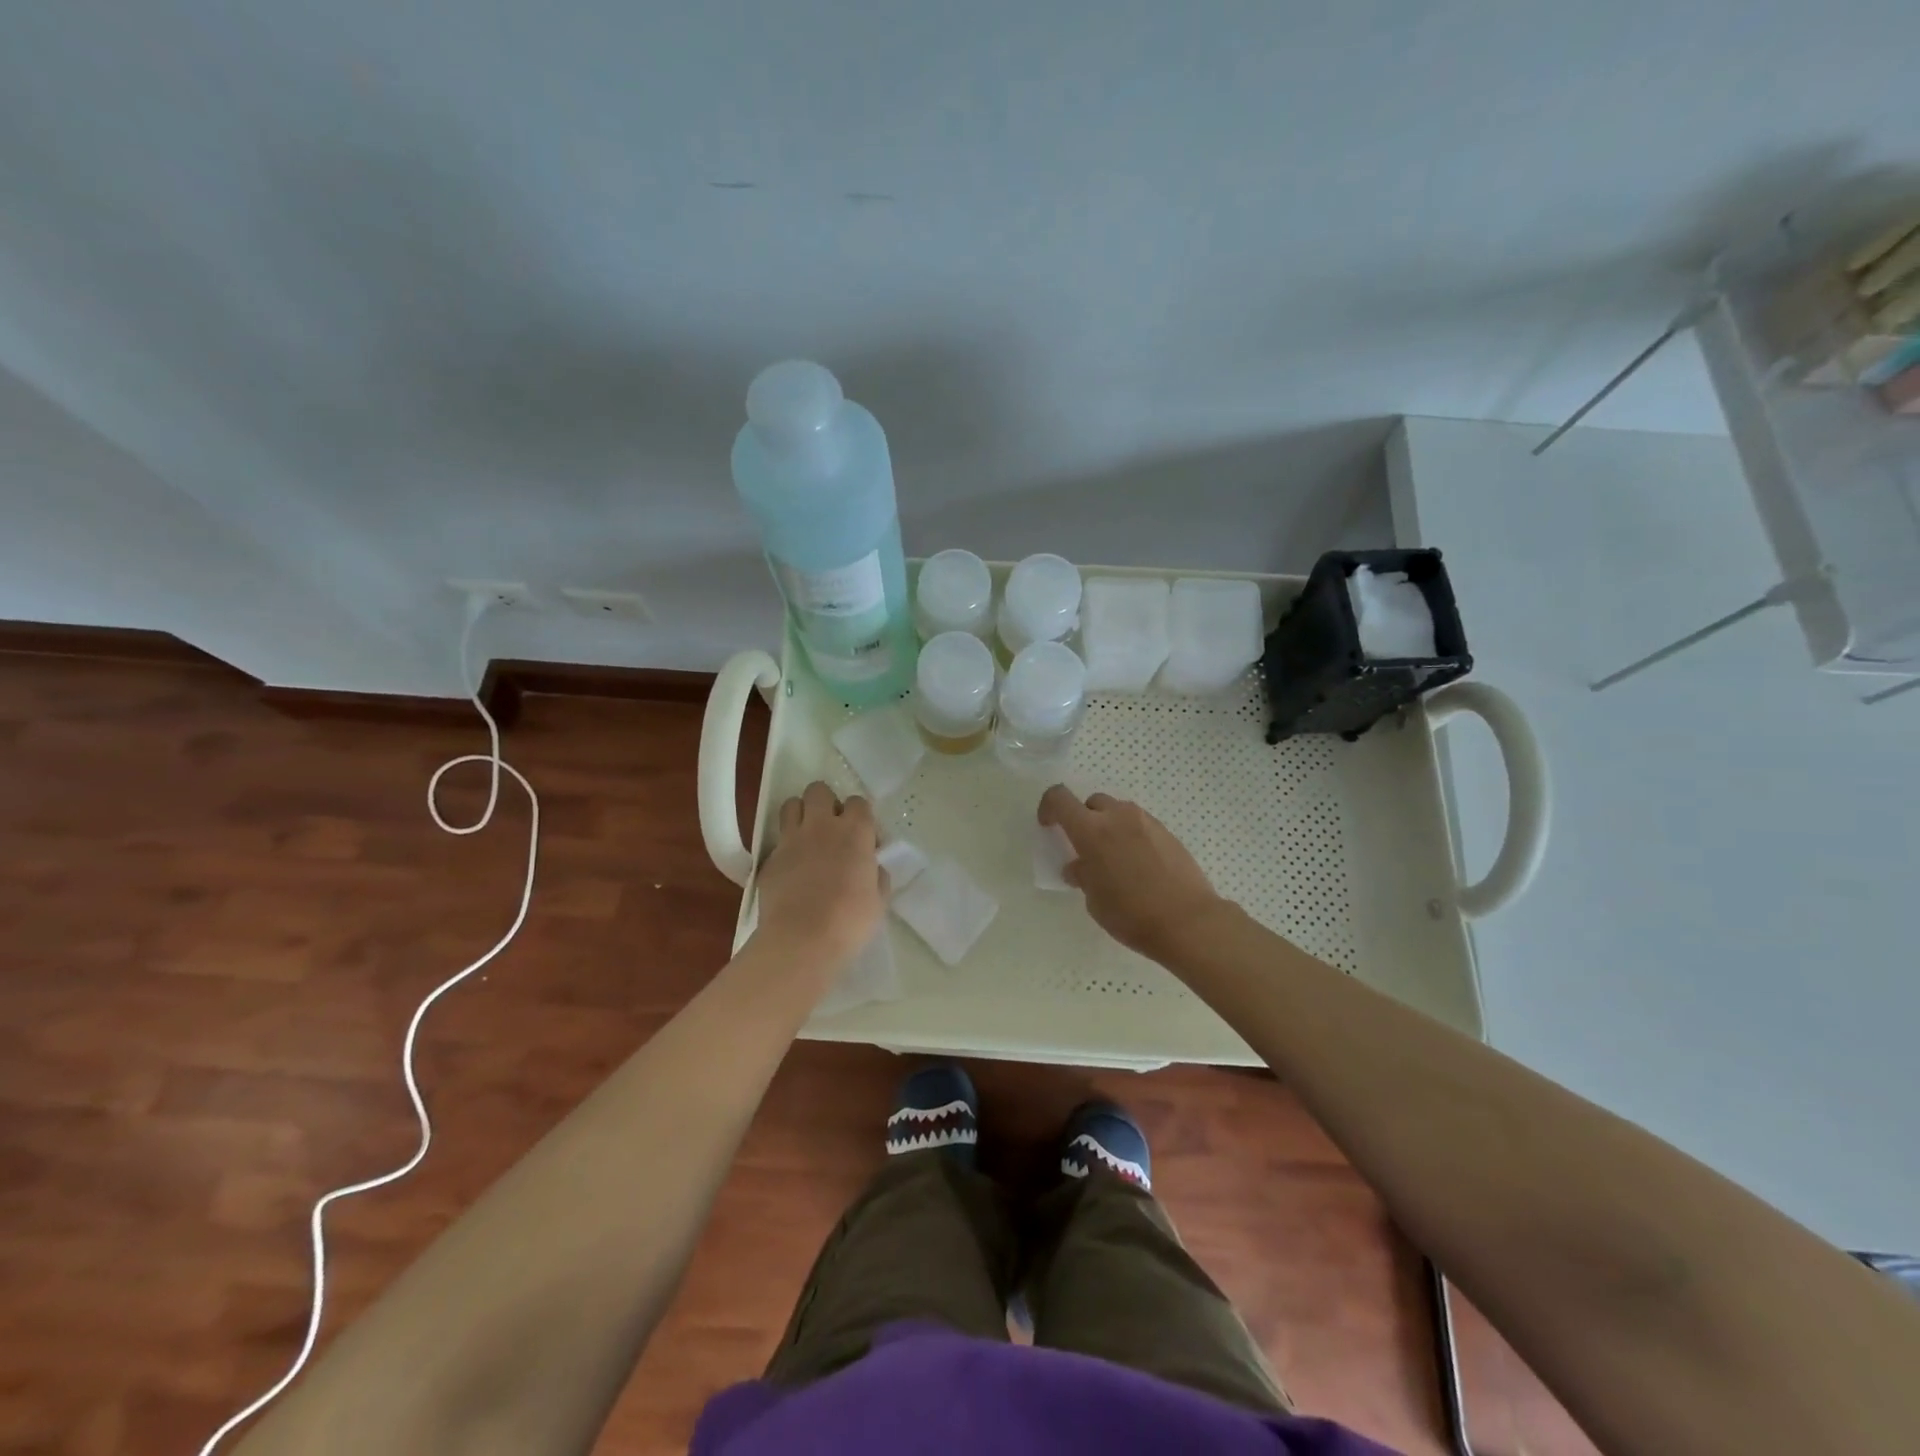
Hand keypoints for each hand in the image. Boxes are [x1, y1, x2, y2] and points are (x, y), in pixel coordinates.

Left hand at [754, 782, 886, 973]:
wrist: (800, 940)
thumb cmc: (849, 921)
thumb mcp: (878, 900)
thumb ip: (877, 875)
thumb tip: (872, 866)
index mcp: (854, 832)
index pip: (859, 802)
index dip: (861, 817)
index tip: (865, 840)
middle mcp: (821, 826)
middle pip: (818, 790)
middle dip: (826, 802)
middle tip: (832, 828)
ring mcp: (791, 840)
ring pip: (791, 805)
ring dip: (801, 814)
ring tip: (807, 837)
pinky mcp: (769, 858)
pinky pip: (778, 840)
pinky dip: (786, 848)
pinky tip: (792, 869)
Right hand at [1039, 786, 1227, 962]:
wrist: (1188, 921)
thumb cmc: (1131, 914)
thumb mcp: (1095, 901)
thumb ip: (1083, 875)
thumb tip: (1079, 867)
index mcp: (1091, 830)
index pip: (1059, 798)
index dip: (1048, 808)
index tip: (1049, 826)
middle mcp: (1118, 817)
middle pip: (1091, 802)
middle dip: (1083, 820)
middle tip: (1085, 849)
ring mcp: (1146, 822)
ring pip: (1118, 811)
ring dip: (1109, 826)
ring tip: (1114, 859)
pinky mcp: (1167, 832)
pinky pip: (1140, 825)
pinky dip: (1131, 836)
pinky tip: (1138, 865)